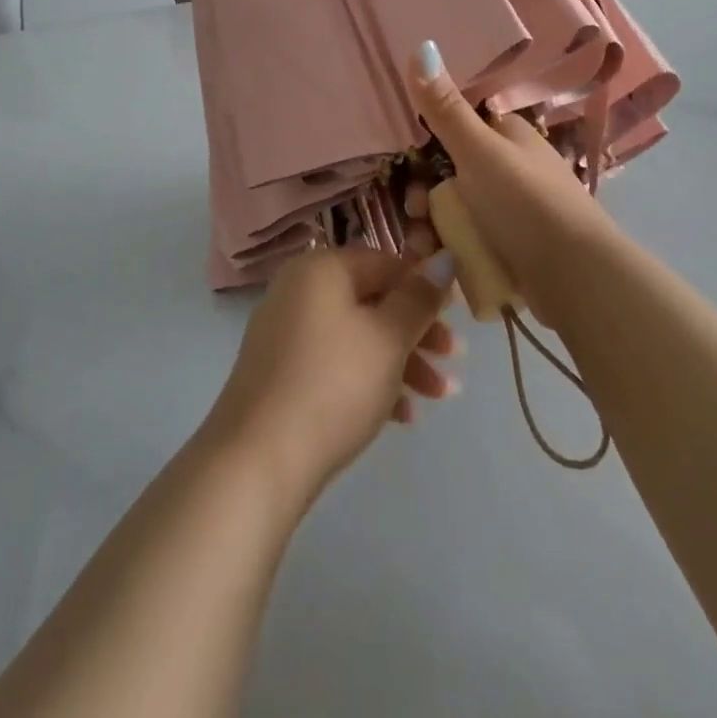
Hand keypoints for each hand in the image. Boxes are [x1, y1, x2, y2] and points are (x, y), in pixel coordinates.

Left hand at [205, 248, 460, 500]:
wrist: (259, 459)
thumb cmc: (334, 384)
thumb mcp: (388, 338)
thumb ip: (419, 298)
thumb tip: (443, 258)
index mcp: (320, 269)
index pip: (384, 262)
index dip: (424, 287)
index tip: (457, 316)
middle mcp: (299, 290)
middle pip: (371, 300)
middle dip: (418, 331)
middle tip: (455, 359)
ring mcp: (286, 332)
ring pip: (357, 336)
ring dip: (402, 362)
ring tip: (440, 397)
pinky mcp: (282, 373)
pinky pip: (335, 364)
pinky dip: (369, 381)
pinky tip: (403, 416)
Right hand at [410, 39, 625, 324]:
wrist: (577, 279)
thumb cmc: (527, 203)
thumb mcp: (479, 151)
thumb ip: (445, 108)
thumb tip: (423, 44)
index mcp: (509, 136)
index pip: (459, 126)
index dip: (427, 142)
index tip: (404, 162)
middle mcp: (511, 168)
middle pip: (452, 174)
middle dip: (425, 195)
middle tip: (415, 214)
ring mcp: (513, 211)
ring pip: (457, 211)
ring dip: (432, 228)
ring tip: (423, 248)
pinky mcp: (512, 249)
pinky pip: (469, 242)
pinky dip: (451, 251)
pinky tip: (439, 264)